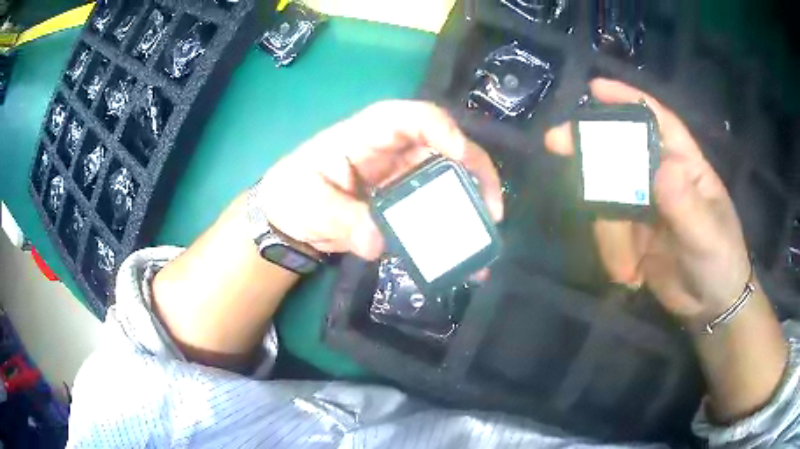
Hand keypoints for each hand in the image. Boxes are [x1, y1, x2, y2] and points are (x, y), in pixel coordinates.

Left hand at [258, 100, 504, 260]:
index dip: (439, 128)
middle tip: (491, 208)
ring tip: (485, 233)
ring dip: (472, 201)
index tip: (459, 155)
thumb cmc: (293, 195)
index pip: (408, 117)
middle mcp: (392, 149)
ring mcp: (401, 174)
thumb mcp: (310, 205)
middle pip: (443, 144)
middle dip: (474, 170)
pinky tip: (466, 252)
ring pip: (449, 175)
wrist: (288, 218)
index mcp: (365, 135)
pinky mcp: (405, 200)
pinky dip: (455, 225)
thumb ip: (342, 219)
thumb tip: (377, 241)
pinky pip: (437, 205)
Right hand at [545, 79, 750, 324]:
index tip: (595, 88)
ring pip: (610, 198)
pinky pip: (609, 231)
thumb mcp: (707, 235)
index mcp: (685, 165)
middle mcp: (662, 177)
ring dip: (610, 234)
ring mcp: (645, 207)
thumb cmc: (721, 261)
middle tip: (557, 142)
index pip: (658, 121)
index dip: (628, 100)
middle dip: (592, 148)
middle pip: (622, 151)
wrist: (710, 307)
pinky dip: (612, 254)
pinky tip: (629, 277)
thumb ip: (685, 205)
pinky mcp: (632, 235)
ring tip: (626, 270)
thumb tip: (661, 169)